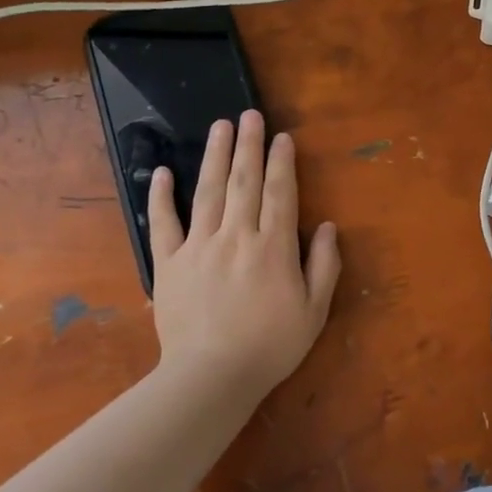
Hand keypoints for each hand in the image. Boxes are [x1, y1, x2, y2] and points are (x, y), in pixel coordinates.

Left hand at [147, 110, 340, 396]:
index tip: (281, 136)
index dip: (282, 162)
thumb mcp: (314, 311)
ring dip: (214, 156)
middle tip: (249, 114)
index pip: (281, 193)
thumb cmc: (270, 346)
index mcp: (273, 247)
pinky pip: (164, 224)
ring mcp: (199, 247)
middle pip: (244, 181)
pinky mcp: (170, 264)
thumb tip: (329, 226)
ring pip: (208, 192)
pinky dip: (162, 197)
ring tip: (219, 127)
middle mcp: (237, 236)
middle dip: (248, 145)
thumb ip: (324, 265)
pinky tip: (164, 172)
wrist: (211, 377)